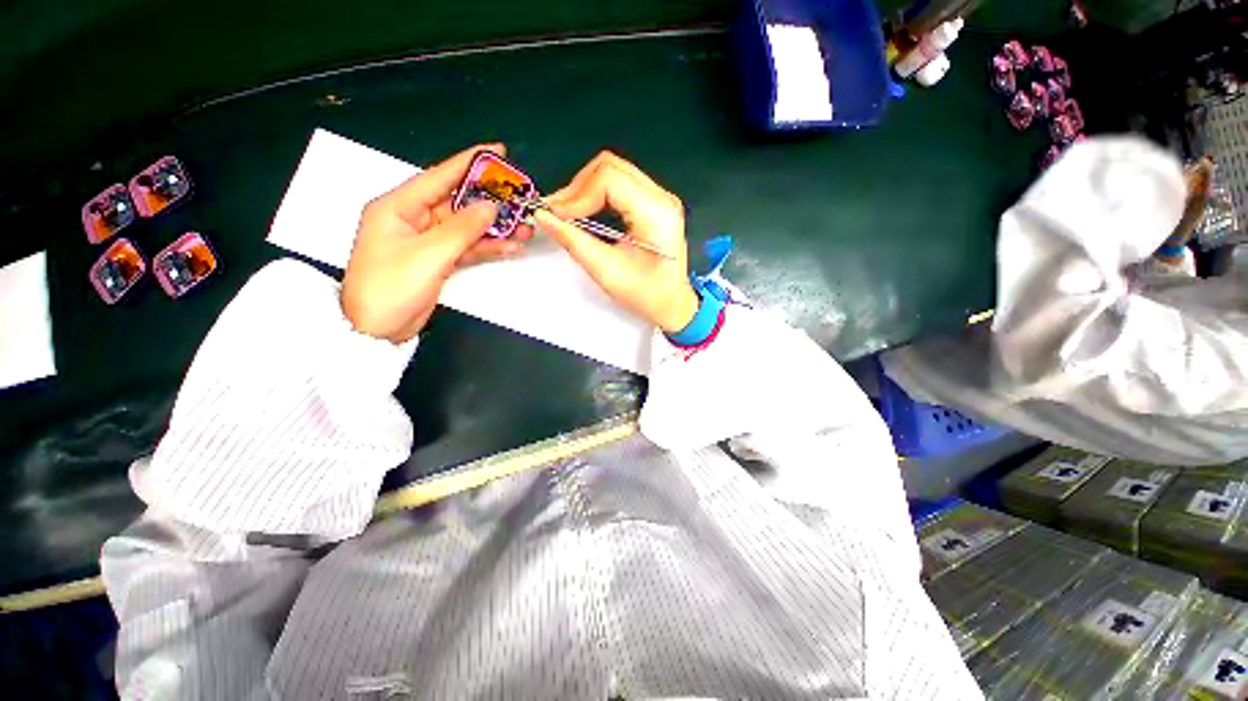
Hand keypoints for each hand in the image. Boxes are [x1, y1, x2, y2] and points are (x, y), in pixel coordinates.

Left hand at [341, 144, 532, 342]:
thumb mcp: (428, 255)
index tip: (498, 152)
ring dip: (494, 228)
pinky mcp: (437, 260)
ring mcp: (427, 241)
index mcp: (399, 206)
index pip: (439, 176)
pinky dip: (486, 247)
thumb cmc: (391, 287)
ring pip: (466, 227)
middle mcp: (413, 218)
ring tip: (524, 227)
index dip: (469, 163)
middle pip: (458, 202)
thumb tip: (490, 208)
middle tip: (520, 198)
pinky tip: (510, 246)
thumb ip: (462, 229)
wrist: (376, 330)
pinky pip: (466, 247)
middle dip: (490, 201)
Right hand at [538, 152, 698, 332]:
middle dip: (577, 188)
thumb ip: (573, 241)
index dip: (576, 194)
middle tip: (557, 212)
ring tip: (566, 213)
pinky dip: (595, 195)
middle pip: (610, 168)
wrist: (671, 304)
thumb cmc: (646, 294)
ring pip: (612, 172)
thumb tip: (544, 217)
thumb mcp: (607, 271)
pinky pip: (618, 185)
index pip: (609, 179)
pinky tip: (583, 212)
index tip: (556, 215)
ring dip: (584, 190)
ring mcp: (658, 198)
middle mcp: (661, 197)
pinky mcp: (652, 204)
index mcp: (656, 213)